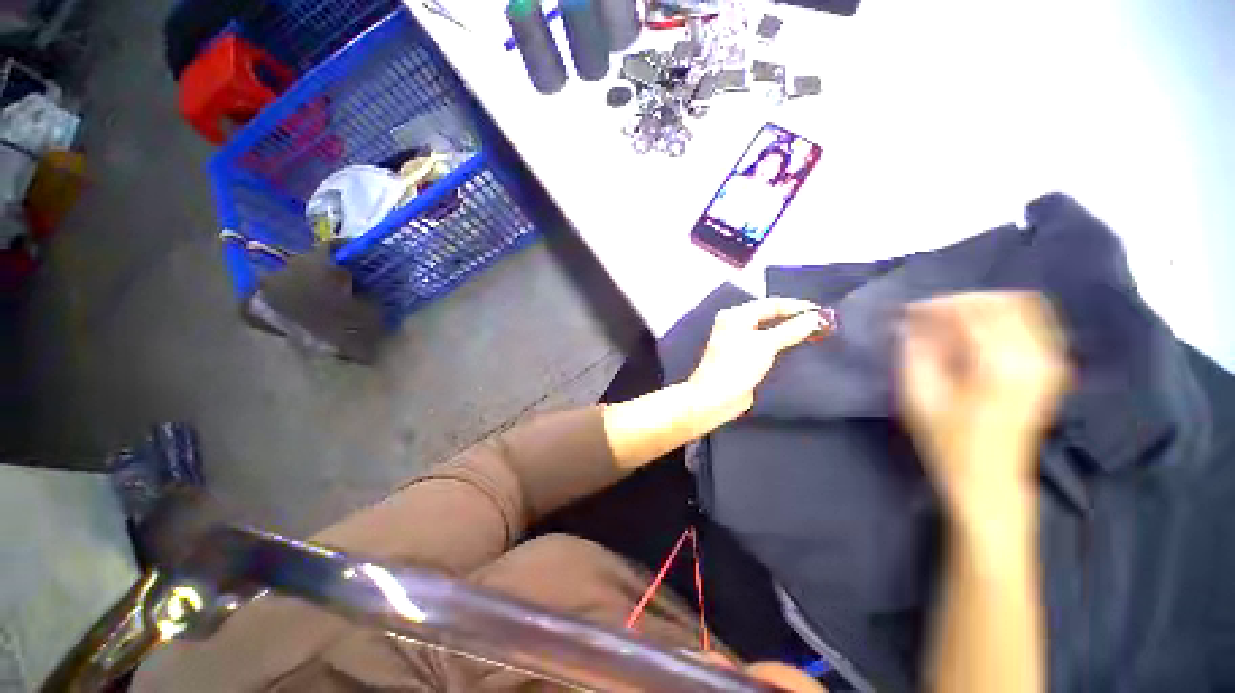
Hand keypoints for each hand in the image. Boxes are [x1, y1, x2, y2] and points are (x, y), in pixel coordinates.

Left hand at [686, 298, 832, 430]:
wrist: (715, 399)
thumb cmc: (736, 366)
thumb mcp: (765, 345)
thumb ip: (791, 330)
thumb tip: (817, 317)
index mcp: (736, 316)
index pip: (771, 304)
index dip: (797, 307)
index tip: (823, 312)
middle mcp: (736, 325)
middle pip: (770, 316)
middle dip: (795, 319)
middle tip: (823, 323)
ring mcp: (739, 342)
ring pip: (770, 332)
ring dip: (791, 333)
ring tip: (818, 334)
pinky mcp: (745, 358)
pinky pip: (768, 346)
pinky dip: (783, 345)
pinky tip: (801, 349)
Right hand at [898, 292, 1069, 512]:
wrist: (990, 480)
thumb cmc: (947, 442)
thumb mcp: (917, 397)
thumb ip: (914, 353)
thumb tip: (909, 323)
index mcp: (998, 365)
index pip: (970, 311)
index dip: (935, 306)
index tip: (906, 312)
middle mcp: (1033, 357)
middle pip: (1002, 301)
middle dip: (959, 302)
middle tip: (926, 316)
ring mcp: (1049, 362)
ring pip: (1023, 307)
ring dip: (982, 307)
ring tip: (949, 322)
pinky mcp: (1051, 369)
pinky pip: (1035, 323)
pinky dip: (1004, 317)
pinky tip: (977, 333)